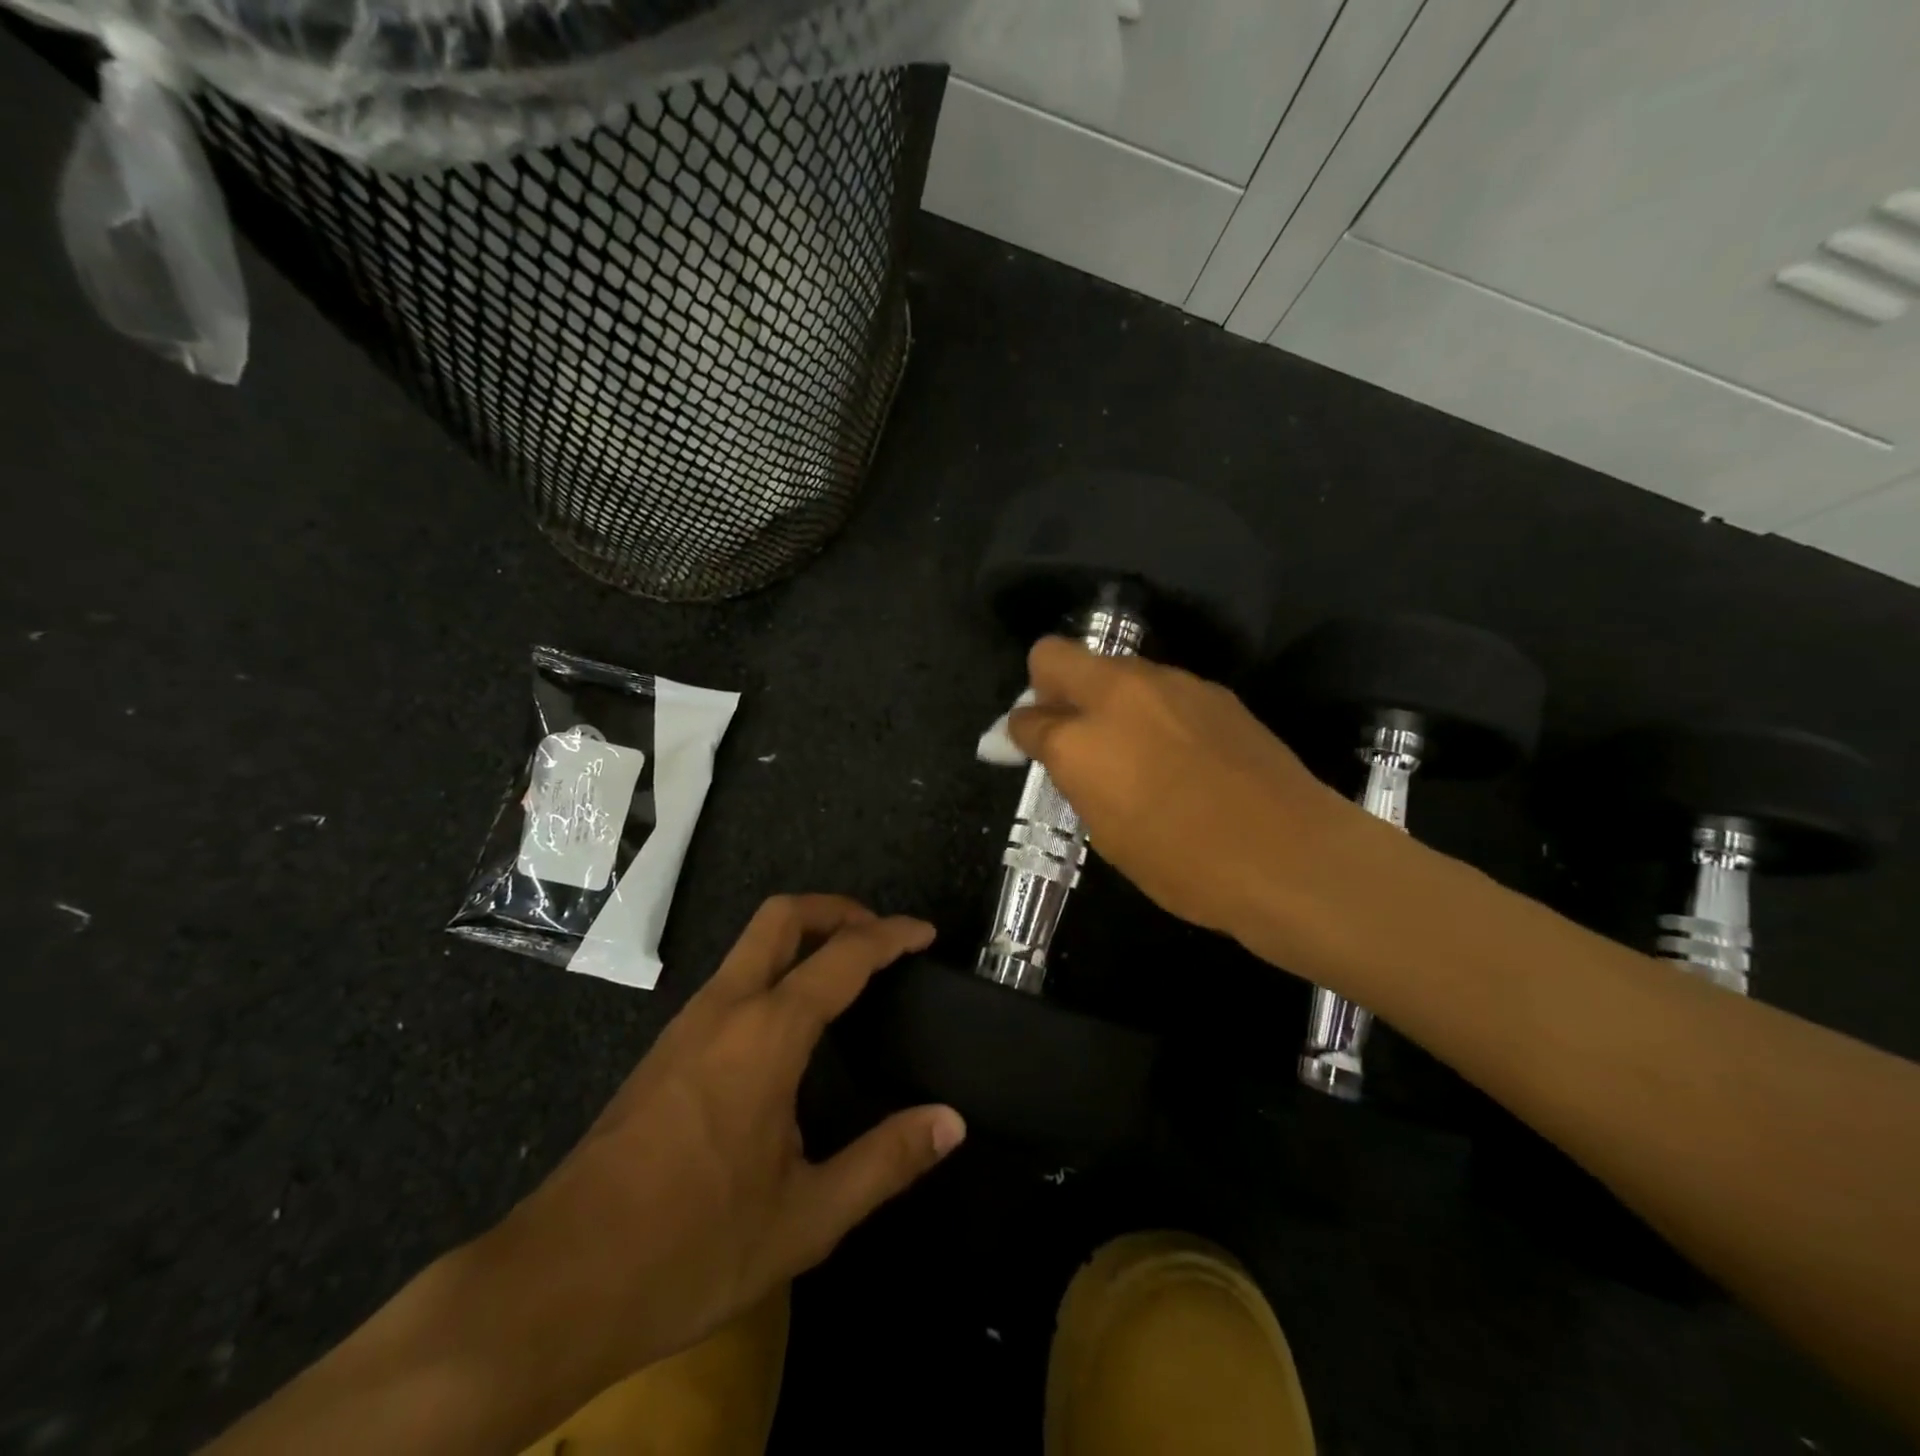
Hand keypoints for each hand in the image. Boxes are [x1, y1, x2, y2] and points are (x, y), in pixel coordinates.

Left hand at [478, 895, 964, 1400]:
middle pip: (782, 916)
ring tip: (846, 974)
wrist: (557, 1281)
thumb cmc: (692, 1247)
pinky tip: (791, 1025)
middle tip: (879, 936)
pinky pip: (733, 977)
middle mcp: (727, 1008)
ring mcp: (688, 1023)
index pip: (844, 955)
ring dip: (804, 937)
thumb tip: (952, 1121)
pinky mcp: (666, 1047)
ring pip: (751, 942)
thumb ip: (886, 1161)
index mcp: (768, 1033)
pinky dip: (776, 968)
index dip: (891, 935)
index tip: (925, 934)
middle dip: (837, 909)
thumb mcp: (808, 1217)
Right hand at [1008, 638, 1356, 942]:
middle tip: (1066, 728)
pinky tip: (1175, 748)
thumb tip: (1058, 754)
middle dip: (1047, 685)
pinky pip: (1159, 686)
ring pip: (1112, 668)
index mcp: (1080, 740)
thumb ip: (1075, 780)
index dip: (1019, 734)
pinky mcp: (1210, 689)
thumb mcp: (1108, 834)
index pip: (1026, 717)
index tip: (1026, 749)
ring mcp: (1168, 683)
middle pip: (1055, 655)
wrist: (1289, 854)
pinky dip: (1150, 707)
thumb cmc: (1184, 865)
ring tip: (1128, 744)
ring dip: (1103, 695)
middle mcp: (1116, 694)